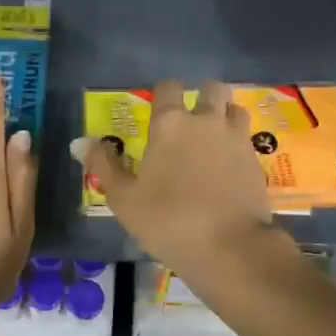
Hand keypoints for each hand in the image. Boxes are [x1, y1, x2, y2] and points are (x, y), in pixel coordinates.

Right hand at [71, 78, 275, 287]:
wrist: (231, 248)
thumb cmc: (168, 221)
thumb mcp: (125, 198)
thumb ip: (104, 165)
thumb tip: (79, 142)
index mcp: (170, 123)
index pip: (168, 87)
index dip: (163, 94)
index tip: (157, 113)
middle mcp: (206, 120)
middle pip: (211, 88)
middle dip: (202, 97)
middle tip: (190, 121)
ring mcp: (236, 138)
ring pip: (234, 108)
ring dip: (225, 115)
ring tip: (213, 138)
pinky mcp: (256, 160)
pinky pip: (246, 138)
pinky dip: (238, 143)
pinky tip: (228, 165)